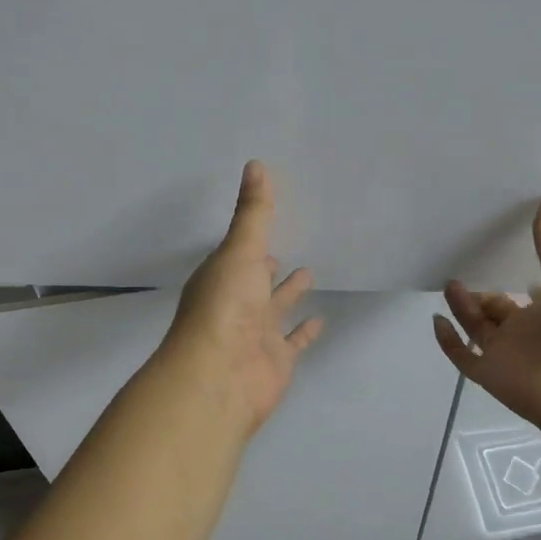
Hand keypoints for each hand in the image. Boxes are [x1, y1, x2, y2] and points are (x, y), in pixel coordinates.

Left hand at [159, 160, 323, 438]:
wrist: (220, 375)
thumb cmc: (224, 306)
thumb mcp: (240, 250)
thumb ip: (253, 212)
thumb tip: (255, 164)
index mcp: (222, 276)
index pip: (239, 253)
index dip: (251, 240)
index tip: (267, 222)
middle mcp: (236, 303)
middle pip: (255, 280)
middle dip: (268, 266)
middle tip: (286, 249)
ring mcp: (256, 333)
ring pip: (275, 308)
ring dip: (289, 293)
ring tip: (310, 272)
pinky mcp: (276, 359)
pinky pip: (294, 341)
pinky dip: (305, 331)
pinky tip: (321, 320)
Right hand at [432, 198, 540, 435]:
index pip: (521, 286)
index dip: (507, 269)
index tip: (487, 246)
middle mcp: (523, 328)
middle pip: (492, 306)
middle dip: (476, 291)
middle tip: (457, 265)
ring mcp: (504, 352)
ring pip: (475, 327)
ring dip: (461, 307)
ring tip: (448, 284)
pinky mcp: (488, 373)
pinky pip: (461, 356)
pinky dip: (447, 341)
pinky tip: (437, 320)